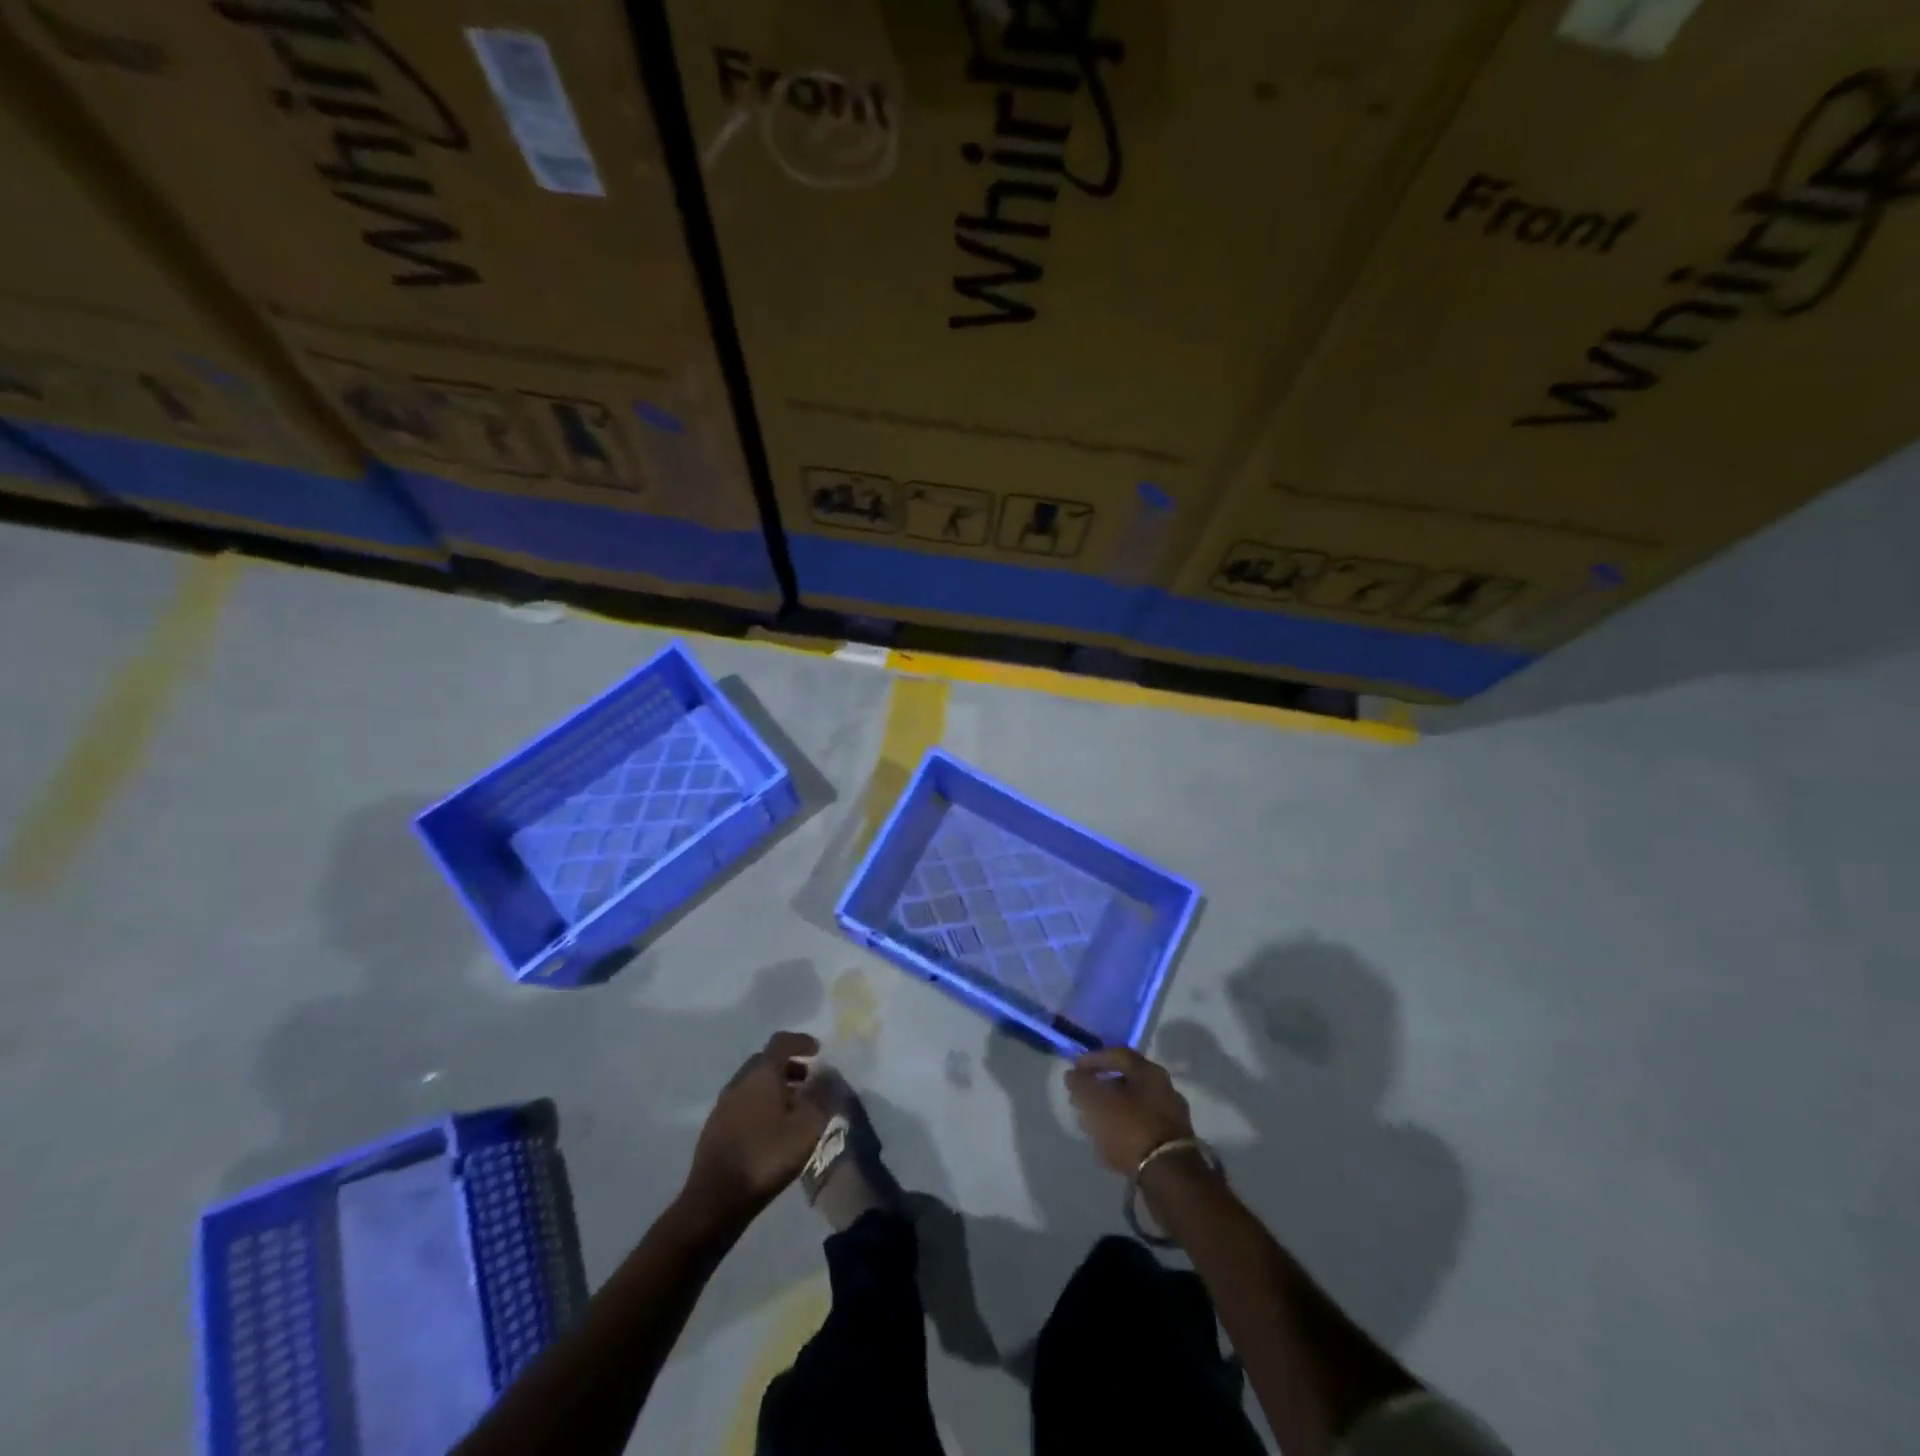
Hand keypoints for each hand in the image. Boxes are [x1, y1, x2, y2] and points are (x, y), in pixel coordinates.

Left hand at [684, 1031, 828, 1223]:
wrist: (716, 1200)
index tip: (817, 1050)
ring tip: (793, 1108)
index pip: (781, 1042)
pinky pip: (742, 1103)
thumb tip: (828, 1072)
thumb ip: (821, 1095)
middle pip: (765, 1061)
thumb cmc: (766, 1156)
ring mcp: (723, 1104)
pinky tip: (771, 1128)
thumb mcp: (806, 1126)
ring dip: (774, 1086)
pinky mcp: (714, 1127)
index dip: (801, 1041)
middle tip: (808, 1080)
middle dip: (788, 1065)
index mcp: (761, 1074)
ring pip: (752, 1083)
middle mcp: (739, 1081)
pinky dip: (760, 1104)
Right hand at [1065, 1046, 1196, 1174]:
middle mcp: (1163, 1089)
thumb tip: (1073, 1076)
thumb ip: (1082, 1085)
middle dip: (1099, 1089)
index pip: (1117, 1055)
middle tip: (1079, 1098)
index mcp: (1150, 1073)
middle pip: (1124, 1082)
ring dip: (1107, 1112)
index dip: (1093, 1059)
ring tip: (1086, 1123)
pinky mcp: (1169, 1144)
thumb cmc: (1131, 1128)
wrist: (1169, 1176)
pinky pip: (1138, 1129)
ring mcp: (1169, 1118)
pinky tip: (1104, 1144)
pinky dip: (1119, 1131)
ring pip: (1130, 1107)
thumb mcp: (1099, 1102)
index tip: (1074, 1069)